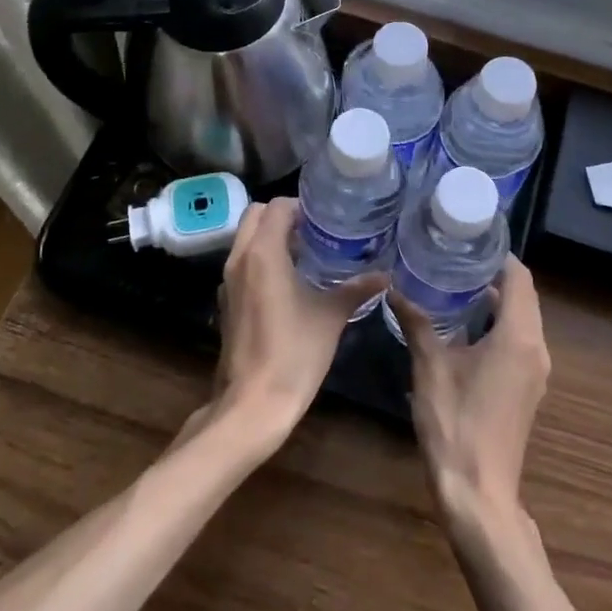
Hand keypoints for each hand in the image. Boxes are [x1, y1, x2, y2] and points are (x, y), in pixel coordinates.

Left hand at [205, 199, 384, 449]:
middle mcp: (239, 259)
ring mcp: (228, 281)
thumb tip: (385, 275)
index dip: (302, 206)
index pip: (277, 207)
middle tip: (315, 231)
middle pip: (255, 216)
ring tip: (307, 253)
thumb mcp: (331, 316)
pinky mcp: (226, 302)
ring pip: (246, 239)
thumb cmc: (294, 353)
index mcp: (263, 253)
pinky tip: (289, 283)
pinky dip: (261, 259)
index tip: (326, 218)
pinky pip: (242, 263)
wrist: (253, 404)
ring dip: (271, 237)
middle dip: (283, 216)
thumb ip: (357, 289)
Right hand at [391, 256, 550, 532]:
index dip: (499, 255)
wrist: (479, 495)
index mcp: (518, 337)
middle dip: (495, 275)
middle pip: (524, 296)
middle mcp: (535, 349)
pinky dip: (499, 324)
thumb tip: (395, 288)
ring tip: (457, 284)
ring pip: (522, 320)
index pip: (520, 278)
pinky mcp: (527, 389)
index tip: (470, 240)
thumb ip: (417, 323)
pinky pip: (519, 341)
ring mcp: (535, 372)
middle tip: (457, 258)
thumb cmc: (456, 425)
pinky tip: (466, 326)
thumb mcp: (430, 368)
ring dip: (498, 301)